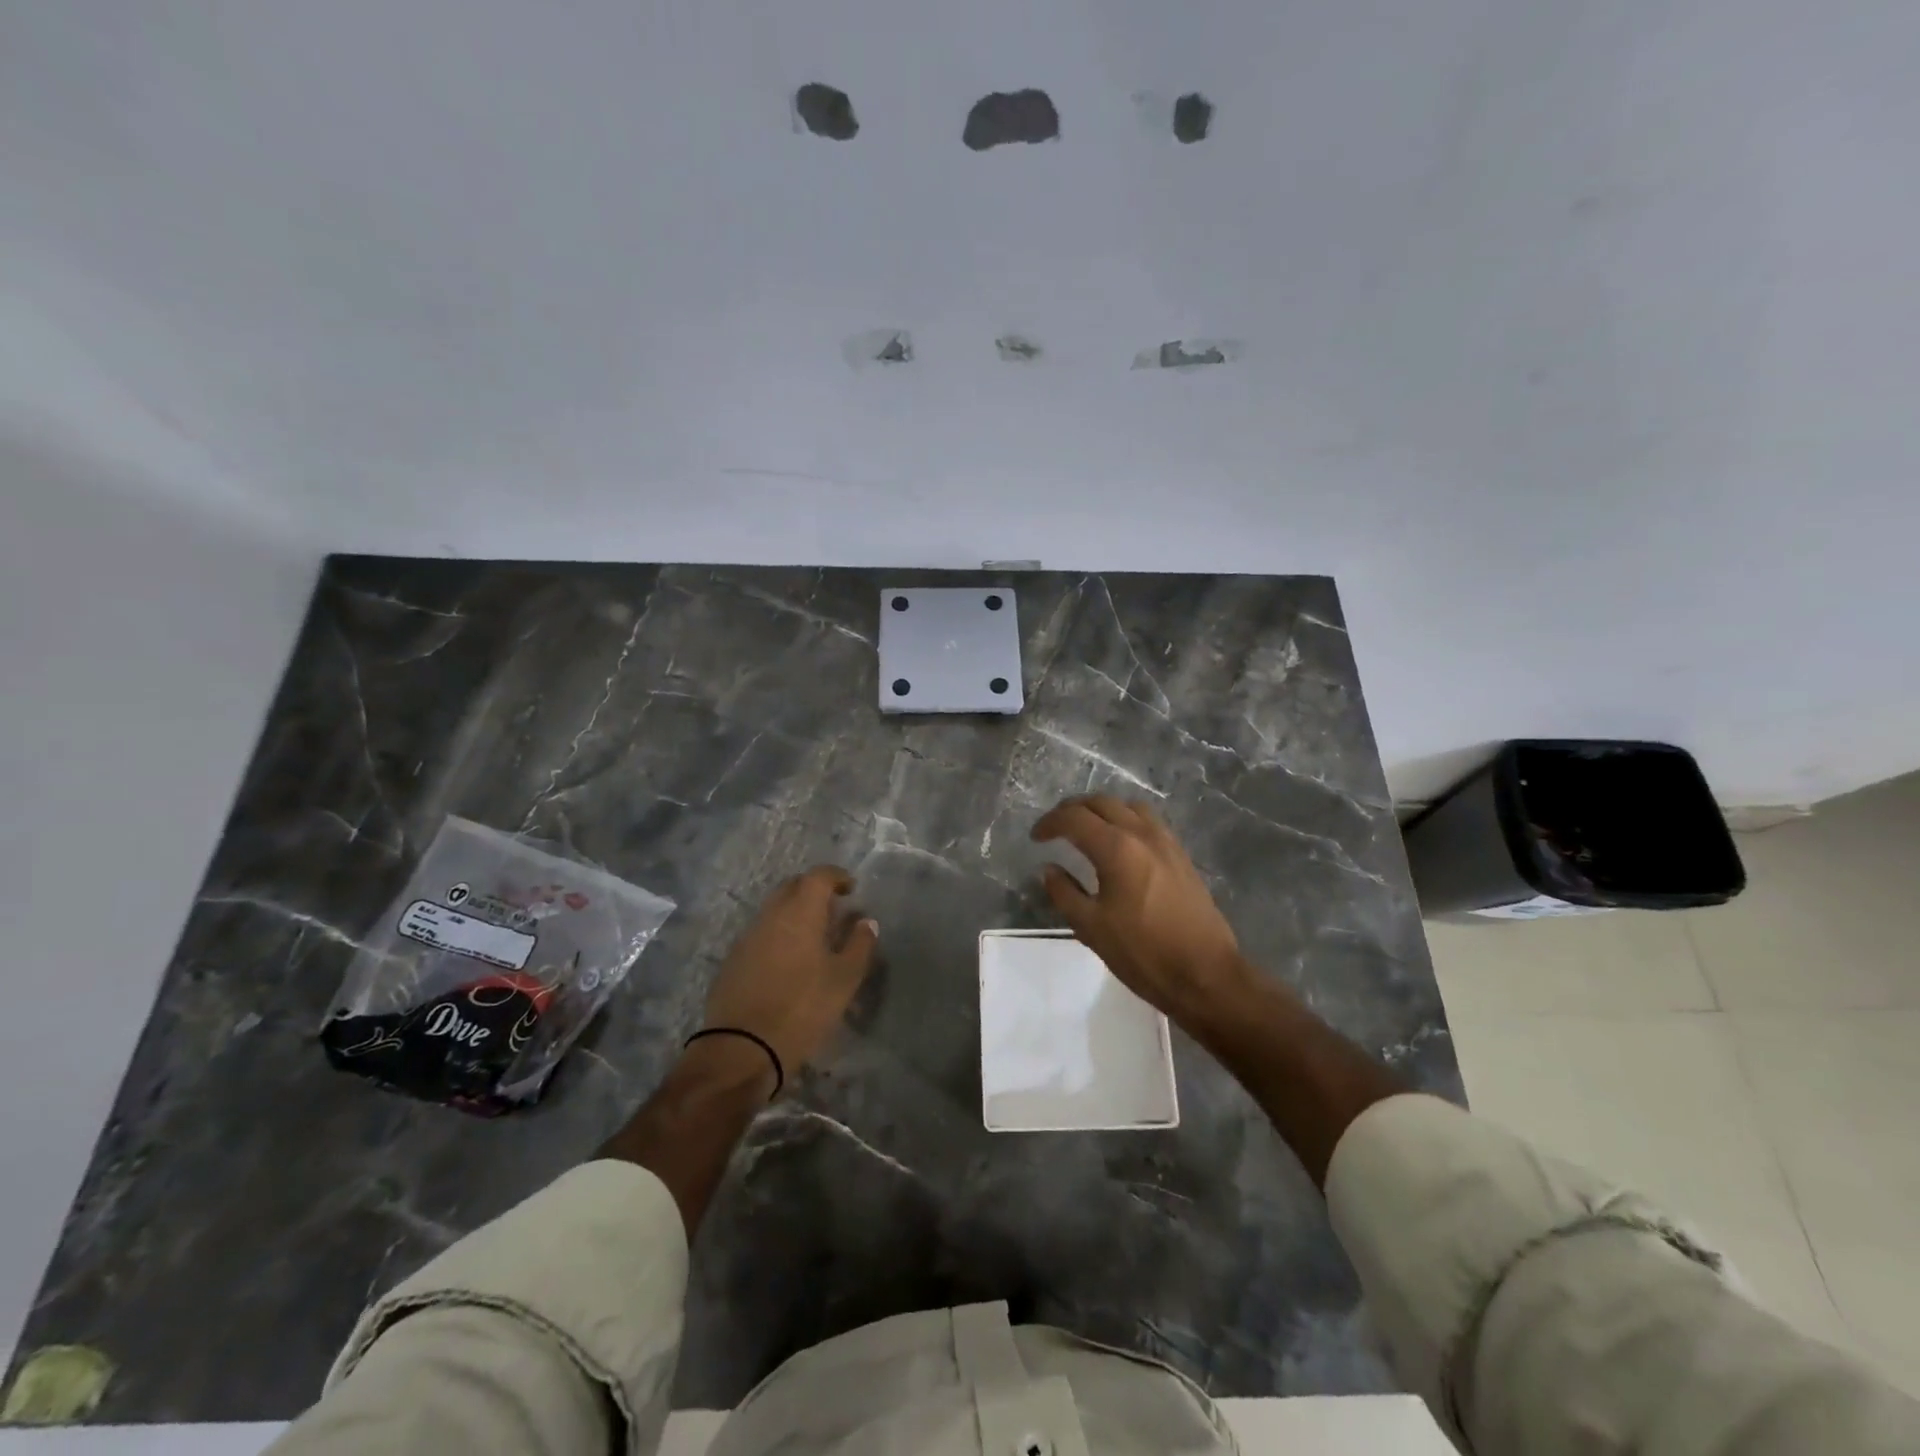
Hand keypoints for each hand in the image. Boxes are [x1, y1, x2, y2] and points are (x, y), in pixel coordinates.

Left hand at [701, 866, 878, 1084]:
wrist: (742, 1048)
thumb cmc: (802, 1008)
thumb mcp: (844, 979)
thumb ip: (859, 945)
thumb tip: (866, 921)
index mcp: (799, 912)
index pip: (818, 876)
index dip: (836, 876)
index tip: (851, 888)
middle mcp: (770, 915)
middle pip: (792, 887)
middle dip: (814, 890)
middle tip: (834, 908)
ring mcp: (747, 937)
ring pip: (774, 910)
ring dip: (795, 913)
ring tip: (815, 936)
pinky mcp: (733, 960)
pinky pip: (761, 933)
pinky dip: (779, 934)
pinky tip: (790, 959)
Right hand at [1032, 795, 1250, 1031]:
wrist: (1205, 975)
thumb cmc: (1143, 953)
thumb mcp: (1091, 928)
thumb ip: (1064, 893)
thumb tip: (1049, 869)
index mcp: (1116, 849)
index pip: (1074, 819)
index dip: (1050, 823)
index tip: (1035, 838)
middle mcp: (1142, 834)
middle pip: (1101, 803)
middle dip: (1073, 810)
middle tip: (1055, 828)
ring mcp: (1166, 842)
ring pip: (1128, 806)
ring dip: (1102, 810)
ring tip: (1087, 829)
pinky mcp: (1181, 855)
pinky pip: (1148, 821)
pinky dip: (1126, 819)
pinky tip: (1120, 843)